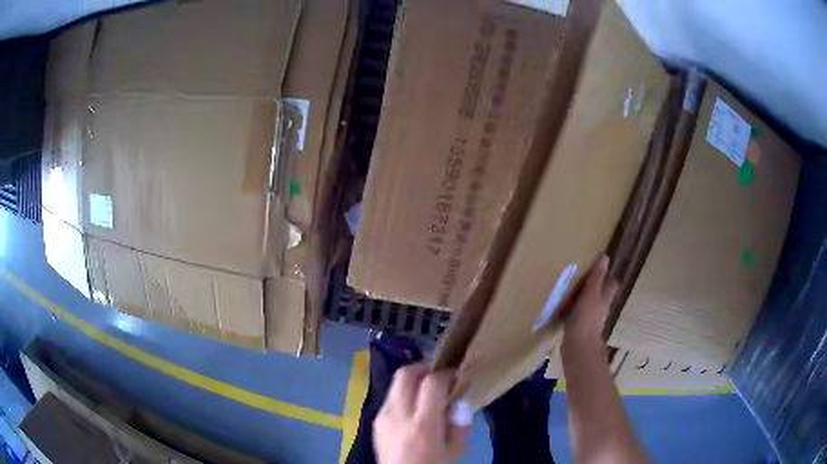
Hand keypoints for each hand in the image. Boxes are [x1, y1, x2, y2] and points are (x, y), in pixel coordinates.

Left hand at [374, 364, 468, 463]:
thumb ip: (460, 423)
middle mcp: (398, 415)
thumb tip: (459, 399)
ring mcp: (382, 417)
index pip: (431, 383)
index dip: (446, 373)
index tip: (457, 374)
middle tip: (439, 372)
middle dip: (424, 367)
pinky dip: (403, 393)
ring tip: (428, 388)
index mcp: (422, 425)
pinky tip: (414, 406)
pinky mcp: (376, 421)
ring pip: (395, 383)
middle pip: (406, 374)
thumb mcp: (456, 450)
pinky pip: (390, 398)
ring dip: (413, 379)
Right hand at [563, 255, 618, 350]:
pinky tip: (562, 307)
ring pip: (589, 304)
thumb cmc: (586, 320)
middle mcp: (600, 308)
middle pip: (601, 294)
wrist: (578, 349)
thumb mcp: (591, 295)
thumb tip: (605, 257)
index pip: (611, 284)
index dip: (609, 276)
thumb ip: (596, 278)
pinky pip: (577, 314)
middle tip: (584, 275)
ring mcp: (590, 320)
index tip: (601, 266)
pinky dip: (572, 309)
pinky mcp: (578, 328)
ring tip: (570, 288)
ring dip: (583, 297)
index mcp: (604, 299)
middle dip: (595, 286)